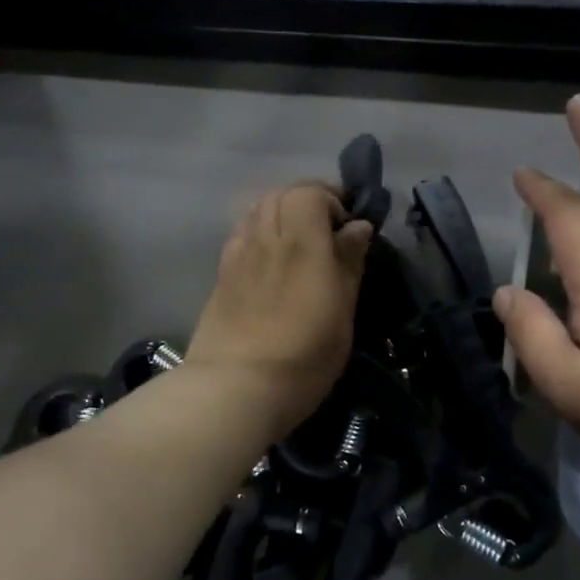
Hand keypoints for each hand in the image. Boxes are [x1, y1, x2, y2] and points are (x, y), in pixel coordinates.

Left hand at [187, 181, 372, 439]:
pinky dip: (260, 232)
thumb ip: (349, 261)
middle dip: (307, 201)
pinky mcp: (221, 274)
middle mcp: (266, 237)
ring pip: (257, 210)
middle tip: (327, 231)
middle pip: (281, 193)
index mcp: (301, 241)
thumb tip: (357, 226)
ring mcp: (238, 254)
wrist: (235, 387)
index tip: (348, 225)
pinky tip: (270, 261)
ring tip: (299, 244)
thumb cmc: (304, 355)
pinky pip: (242, 234)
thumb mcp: (342, 311)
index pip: (309, 191)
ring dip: (281, 214)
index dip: (331, 198)